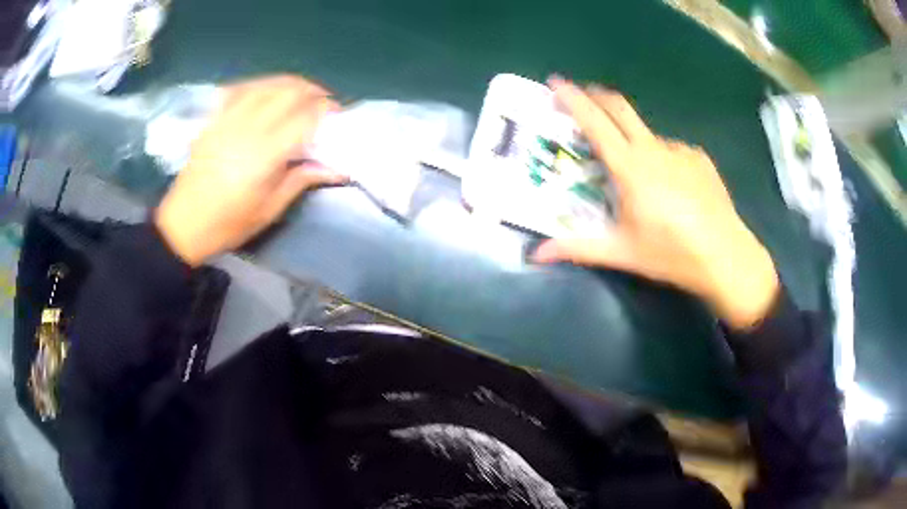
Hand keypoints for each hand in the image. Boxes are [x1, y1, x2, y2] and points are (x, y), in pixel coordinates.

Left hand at [155, 75, 347, 266]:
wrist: (182, 225)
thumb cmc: (227, 224)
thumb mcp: (268, 211)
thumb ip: (301, 181)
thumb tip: (337, 168)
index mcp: (264, 154)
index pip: (305, 116)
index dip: (326, 110)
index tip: (338, 117)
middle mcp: (248, 127)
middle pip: (289, 91)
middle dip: (313, 91)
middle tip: (323, 104)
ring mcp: (228, 119)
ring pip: (266, 85)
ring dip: (290, 84)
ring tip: (301, 95)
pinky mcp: (214, 120)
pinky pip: (241, 89)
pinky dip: (260, 85)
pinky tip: (267, 92)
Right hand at [532, 77, 778, 329]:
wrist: (725, 256)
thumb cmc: (670, 253)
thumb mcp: (622, 252)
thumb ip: (577, 248)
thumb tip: (535, 255)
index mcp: (630, 167)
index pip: (595, 122)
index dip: (572, 98)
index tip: (555, 82)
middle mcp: (653, 149)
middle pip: (619, 107)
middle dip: (596, 96)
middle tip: (582, 97)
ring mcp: (679, 150)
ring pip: (646, 134)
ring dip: (631, 138)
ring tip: (634, 171)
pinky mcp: (699, 158)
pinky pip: (670, 149)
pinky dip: (659, 157)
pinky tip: (669, 185)